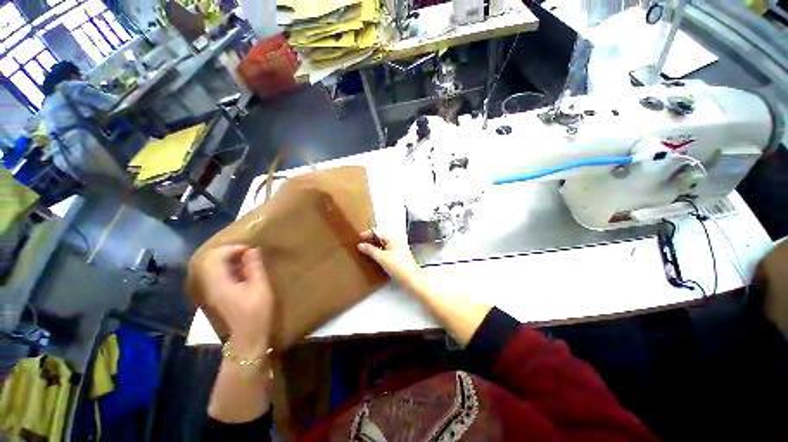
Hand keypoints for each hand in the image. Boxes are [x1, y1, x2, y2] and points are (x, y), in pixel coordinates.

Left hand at [200, 246, 273, 354]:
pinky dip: (227, 269)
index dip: (231, 249)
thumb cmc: (256, 312)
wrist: (248, 338)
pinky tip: (241, 272)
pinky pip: (217, 276)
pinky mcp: (216, 297)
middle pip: (210, 262)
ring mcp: (211, 293)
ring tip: (245, 259)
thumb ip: (255, 267)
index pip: (215, 258)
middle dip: (227, 252)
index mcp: (219, 284)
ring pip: (212, 269)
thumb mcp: (260, 287)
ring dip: (227, 260)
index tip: (249, 249)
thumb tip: (252, 250)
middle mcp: (210, 287)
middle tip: (246, 252)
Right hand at [358, 230, 424, 292]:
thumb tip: (360, 245)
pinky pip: (386, 249)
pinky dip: (379, 251)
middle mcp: (396, 240)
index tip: (358, 239)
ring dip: (374, 246)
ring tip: (365, 251)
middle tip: (360, 245)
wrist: (411, 279)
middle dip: (370, 240)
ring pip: (383, 243)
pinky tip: (374, 256)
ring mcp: (398, 247)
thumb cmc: (398, 267)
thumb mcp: (381, 258)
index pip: (377, 231)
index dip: (367, 234)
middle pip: (380, 236)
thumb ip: (370, 250)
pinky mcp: (398, 255)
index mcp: (393, 237)